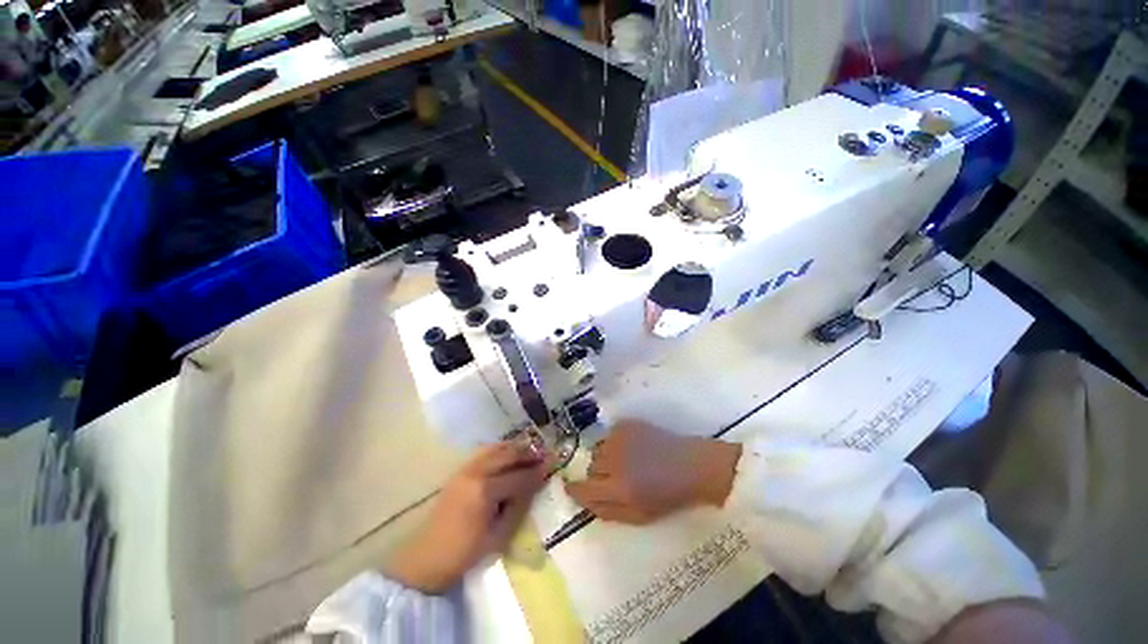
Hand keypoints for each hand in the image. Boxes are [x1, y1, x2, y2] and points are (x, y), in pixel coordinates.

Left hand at [386, 442, 551, 593]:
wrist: (425, 559)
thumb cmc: (465, 553)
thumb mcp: (499, 536)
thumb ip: (519, 506)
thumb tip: (536, 484)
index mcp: (485, 491)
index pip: (519, 476)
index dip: (538, 470)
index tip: (553, 463)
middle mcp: (476, 473)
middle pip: (508, 455)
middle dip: (529, 453)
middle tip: (545, 453)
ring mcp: (465, 469)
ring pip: (496, 449)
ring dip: (515, 448)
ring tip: (530, 450)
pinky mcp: (459, 471)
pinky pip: (484, 452)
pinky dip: (500, 449)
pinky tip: (509, 453)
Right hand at [565, 419, 741, 523]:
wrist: (692, 465)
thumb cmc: (669, 496)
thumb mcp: (638, 516)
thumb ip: (605, 511)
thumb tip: (580, 500)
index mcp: (618, 489)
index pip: (582, 489)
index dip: (575, 490)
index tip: (573, 488)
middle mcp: (614, 461)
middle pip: (591, 467)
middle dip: (598, 475)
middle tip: (616, 477)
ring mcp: (619, 439)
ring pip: (598, 449)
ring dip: (606, 457)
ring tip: (626, 461)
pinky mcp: (626, 424)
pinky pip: (609, 435)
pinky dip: (615, 442)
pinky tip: (633, 447)